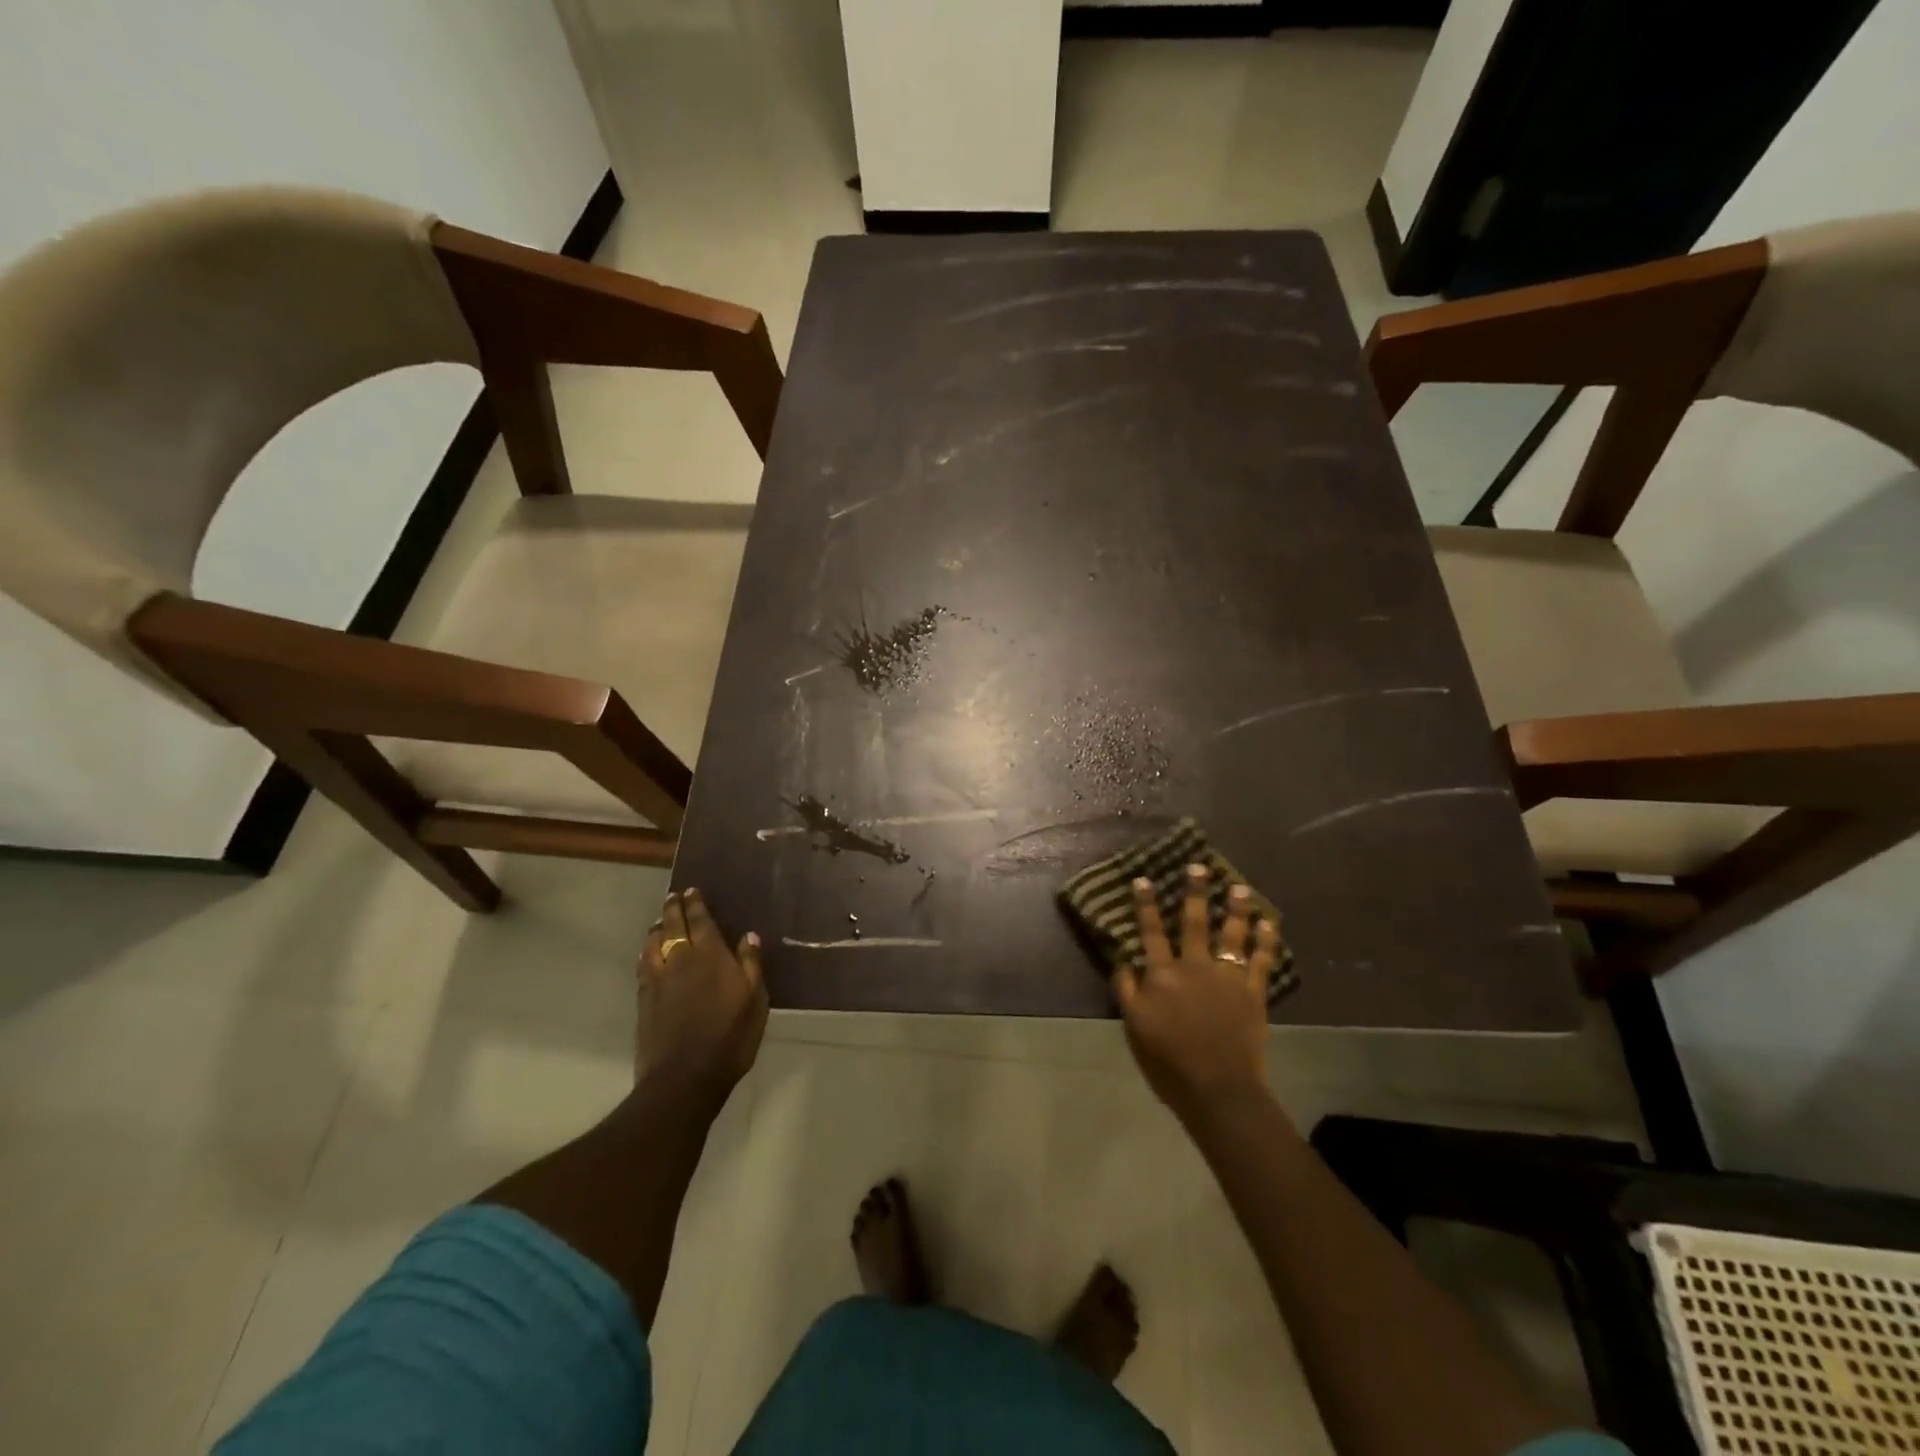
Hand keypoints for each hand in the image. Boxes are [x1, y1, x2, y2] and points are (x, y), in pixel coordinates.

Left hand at [637, 888, 767, 1099]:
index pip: (701, 920)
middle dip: (674, 908)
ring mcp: (658, 979)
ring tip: (660, 921)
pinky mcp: (644, 1000)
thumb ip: (750, 964)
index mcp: (710, 955)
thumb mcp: (755, 1000)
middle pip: (673, 926)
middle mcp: (680, 959)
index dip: (696, 904)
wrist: (684, 1077)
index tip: (692, 890)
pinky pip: (643, 965)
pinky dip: (646, 952)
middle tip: (673, 896)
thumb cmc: (730, 1037)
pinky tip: (648, 953)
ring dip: (657, 928)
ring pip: (653, 943)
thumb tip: (748, 935)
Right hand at [1116, 865, 1281, 1123]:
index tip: (1144, 879)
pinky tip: (1269, 923)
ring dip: (1236, 909)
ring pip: (1232, 934)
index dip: (1146, 904)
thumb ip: (1126, 989)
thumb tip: (1122, 958)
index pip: (1150, 931)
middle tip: (1199, 866)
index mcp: (1162, 974)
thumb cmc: (1168, 1061)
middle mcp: (1194, 967)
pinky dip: (1266, 941)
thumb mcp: (1134, 1026)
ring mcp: (1227, 978)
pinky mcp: (1253, 993)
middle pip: (1194, 922)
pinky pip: (1262, 961)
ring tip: (1240, 887)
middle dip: (1195, 892)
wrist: (1216, 1088)